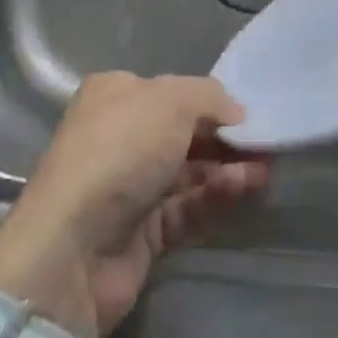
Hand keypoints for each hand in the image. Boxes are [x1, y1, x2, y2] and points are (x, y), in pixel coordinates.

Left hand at [0, 73, 267, 337]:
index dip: (208, 99)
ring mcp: (130, 185)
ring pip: (188, 170)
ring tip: (265, 168)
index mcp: (115, 94)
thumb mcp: (170, 100)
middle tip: (265, 141)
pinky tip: (246, 188)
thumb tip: (236, 112)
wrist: (73, 248)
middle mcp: (120, 134)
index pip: (170, 90)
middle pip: (182, 130)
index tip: (246, 110)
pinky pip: (186, 206)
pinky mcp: (142, 231)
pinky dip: (215, 196)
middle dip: (223, 136)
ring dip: (226, 167)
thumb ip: (209, 97)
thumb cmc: (120, 150)